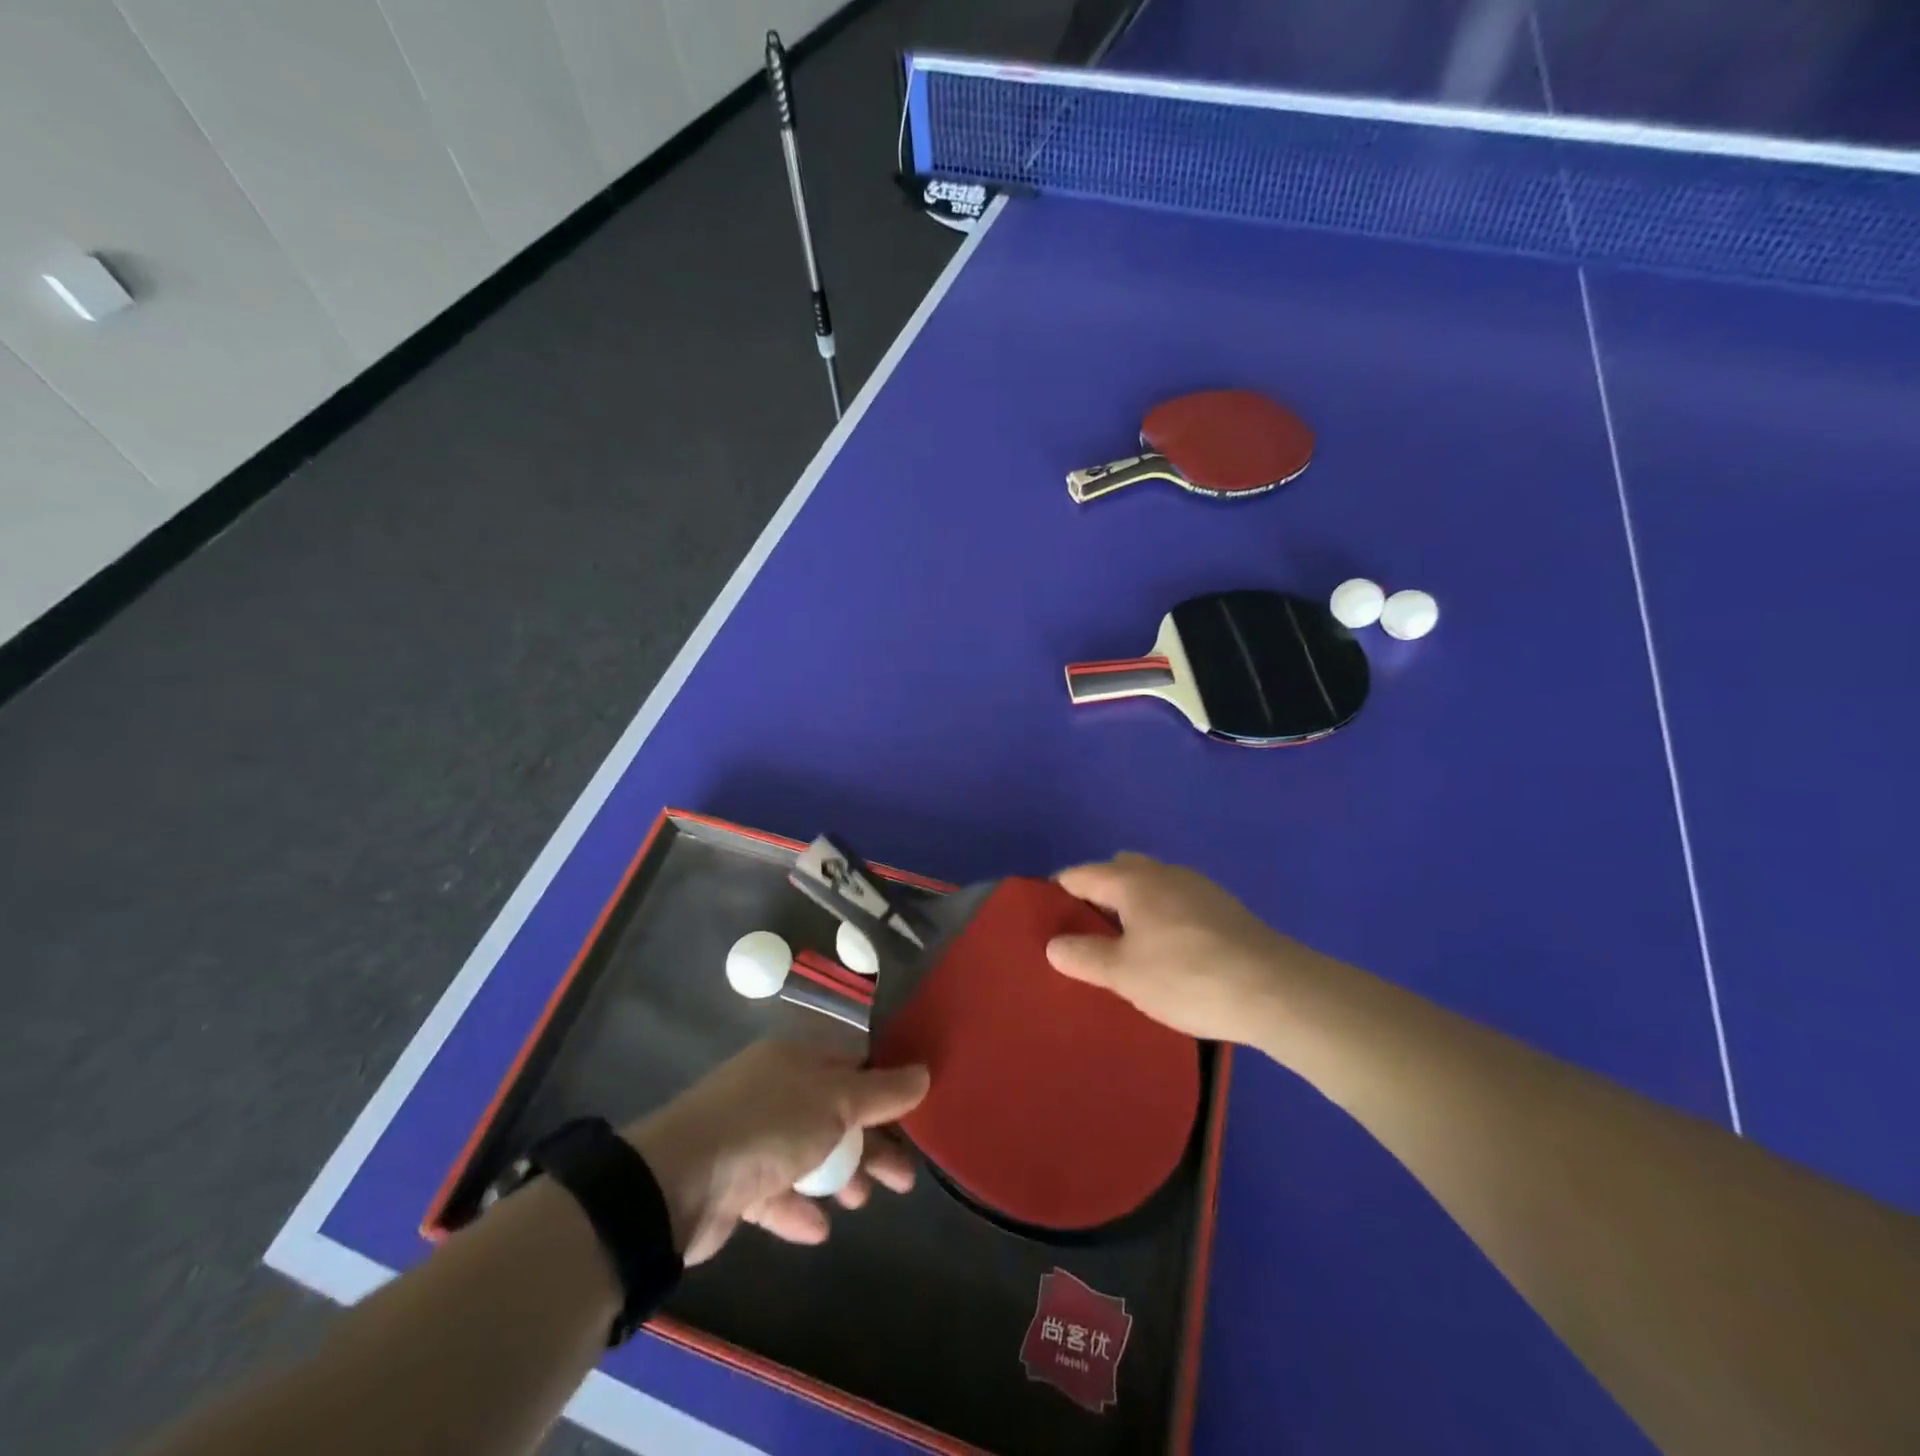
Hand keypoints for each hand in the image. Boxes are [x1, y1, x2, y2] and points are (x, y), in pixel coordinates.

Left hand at [622, 1042, 927, 1264]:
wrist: (677, 1182)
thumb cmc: (768, 1125)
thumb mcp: (835, 1101)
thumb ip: (882, 1092)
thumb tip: (924, 1072)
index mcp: (797, 1059)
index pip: (852, 1065)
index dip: (885, 1090)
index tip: (915, 1117)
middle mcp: (775, 1089)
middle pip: (836, 1113)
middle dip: (871, 1145)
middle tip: (903, 1179)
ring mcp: (751, 1135)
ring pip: (809, 1153)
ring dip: (838, 1177)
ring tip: (861, 1203)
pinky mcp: (734, 1181)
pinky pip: (777, 1192)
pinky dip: (799, 1207)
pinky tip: (818, 1229)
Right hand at [1047, 853, 1315, 1043]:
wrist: (1275, 990)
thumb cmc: (1186, 976)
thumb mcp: (1124, 974)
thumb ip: (1083, 956)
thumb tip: (1054, 945)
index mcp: (1132, 881)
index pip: (1081, 874)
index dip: (1059, 893)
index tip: (1048, 920)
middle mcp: (1163, 873)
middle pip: (1118, 870)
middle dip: (1098, 893)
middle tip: (1089, 934)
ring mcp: (1198, 887)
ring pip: (1151, 884)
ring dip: (1133, 905)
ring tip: (1128, 946)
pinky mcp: (1224, 908)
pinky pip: (1176, 901)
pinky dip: (1161, 916)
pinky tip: (1169, 952)